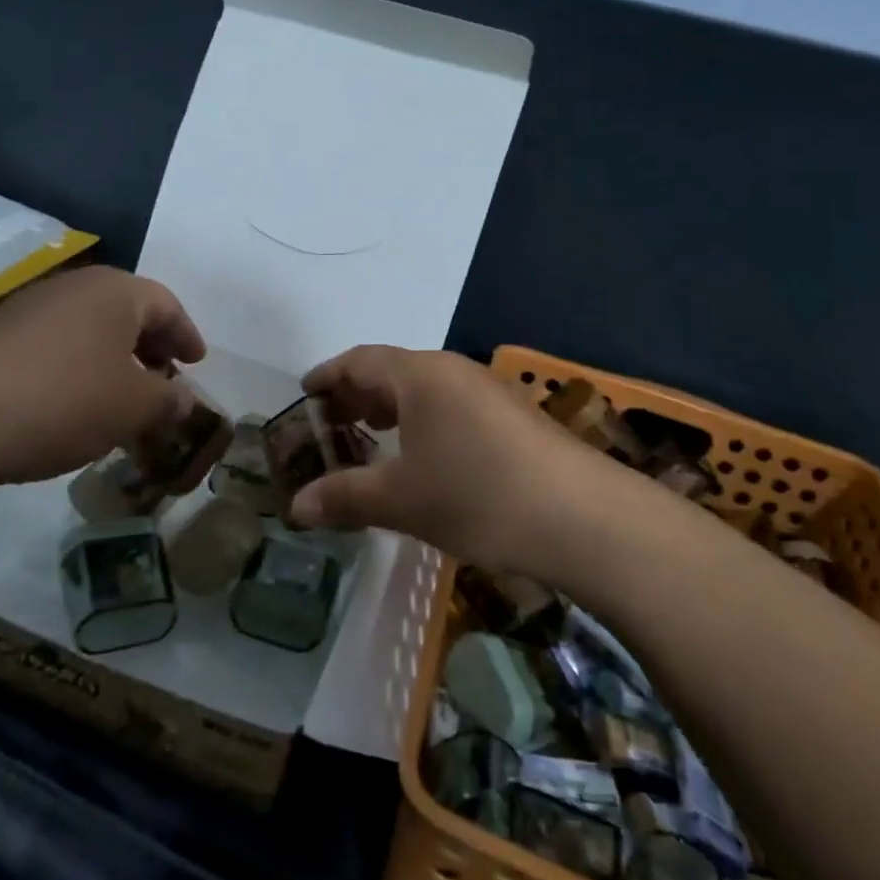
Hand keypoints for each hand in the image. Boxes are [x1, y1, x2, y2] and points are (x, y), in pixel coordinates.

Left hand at [0, 266, 206, 487]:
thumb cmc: (65, 400)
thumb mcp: (133, 407)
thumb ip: (168, 401)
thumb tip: (182, 400)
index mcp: (115, 292)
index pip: (167, 305)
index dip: (187, 335)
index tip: (197, 362)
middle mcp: (74, 287)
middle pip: (126, 311)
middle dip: (150, 345)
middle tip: (163, 377)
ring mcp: (29, 307)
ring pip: (88, 327)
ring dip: (112, 357)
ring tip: (119, 394)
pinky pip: (54, 343)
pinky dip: (76, 366)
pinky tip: (72, 401)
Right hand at [292, 346, 620, 578]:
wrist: (583, 518)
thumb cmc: (478, 496)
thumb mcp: (401, 500)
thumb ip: (345, 497)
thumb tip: (296, 507)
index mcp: (420, 375)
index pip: (359, 361)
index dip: (327, 376)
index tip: (304, 394)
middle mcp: (453, 371)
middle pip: (392, 370)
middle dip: (357, 395)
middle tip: (331, 424)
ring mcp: (488, 391)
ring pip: (425, 389)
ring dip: (392, 409)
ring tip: (371, 436)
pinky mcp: (512, 416)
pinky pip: (451, 406)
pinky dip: (423, 422)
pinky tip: (425, 457)